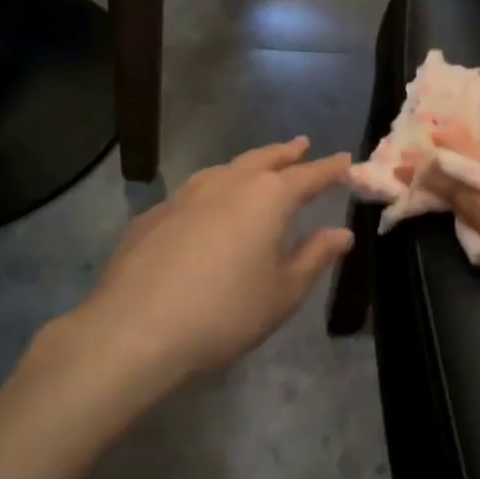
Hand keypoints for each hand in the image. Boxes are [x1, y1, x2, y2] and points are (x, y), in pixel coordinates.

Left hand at [29, 139, 353, 397]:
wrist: (133, 333)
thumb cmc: (225, 313)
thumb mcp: (283, 292)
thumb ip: (315, 257)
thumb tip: (342, 233)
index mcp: (267, 198)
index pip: (308, 176)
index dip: (330, 169)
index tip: (346, 160)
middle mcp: (228, 185)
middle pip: (263, 160)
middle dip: (286, 153)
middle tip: (301, 145)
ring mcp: (185, 197)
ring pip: (225, 170)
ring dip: (247, 165)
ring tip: (257, 167)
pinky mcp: (152, 217)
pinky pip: (193, 192)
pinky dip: (212, 191)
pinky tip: (207, 209)